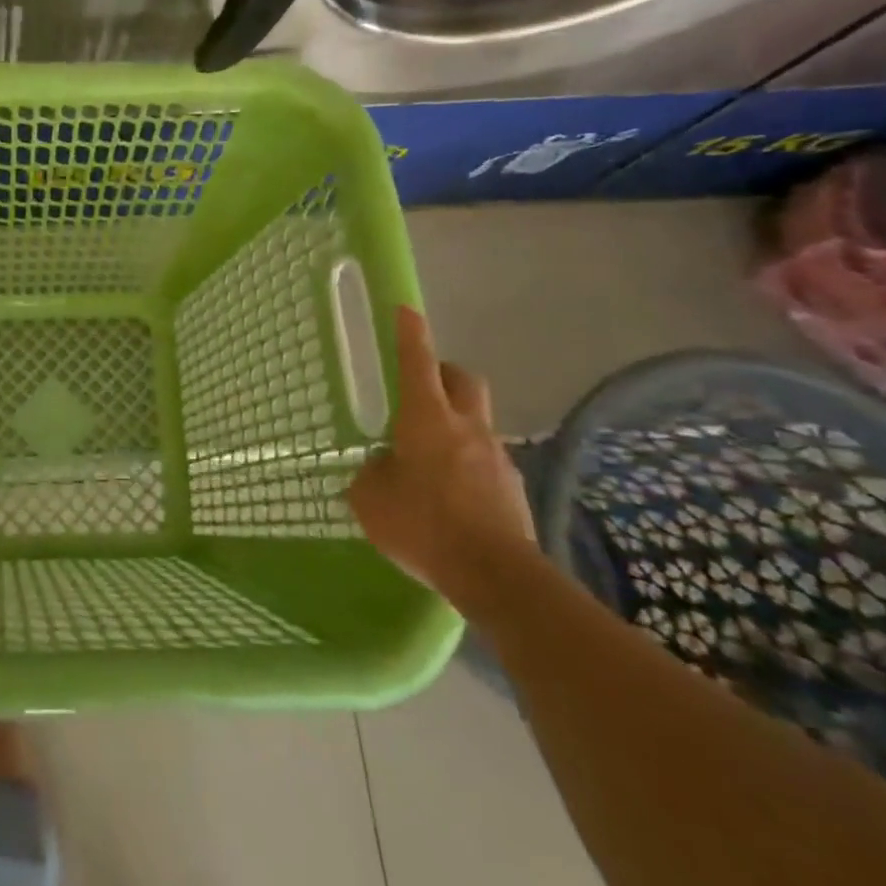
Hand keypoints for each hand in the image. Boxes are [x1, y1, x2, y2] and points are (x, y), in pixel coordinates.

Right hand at [348, 307, 536, 608]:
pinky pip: (485, 461)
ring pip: (475, 421)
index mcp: (426, 419)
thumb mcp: (371, 499)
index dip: (410, 334)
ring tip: (426, 459)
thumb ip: (372, 474)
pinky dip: (466, 465)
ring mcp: (496, 457)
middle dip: (443, 372)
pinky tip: (449, 497)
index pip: (417, 363)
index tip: (406, 309)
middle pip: (463, 379)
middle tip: (421, 386)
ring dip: (454, 426)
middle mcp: (466, 428)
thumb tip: (382, 467)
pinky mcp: (513, 489)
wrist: (497, 577)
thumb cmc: (423, 525)